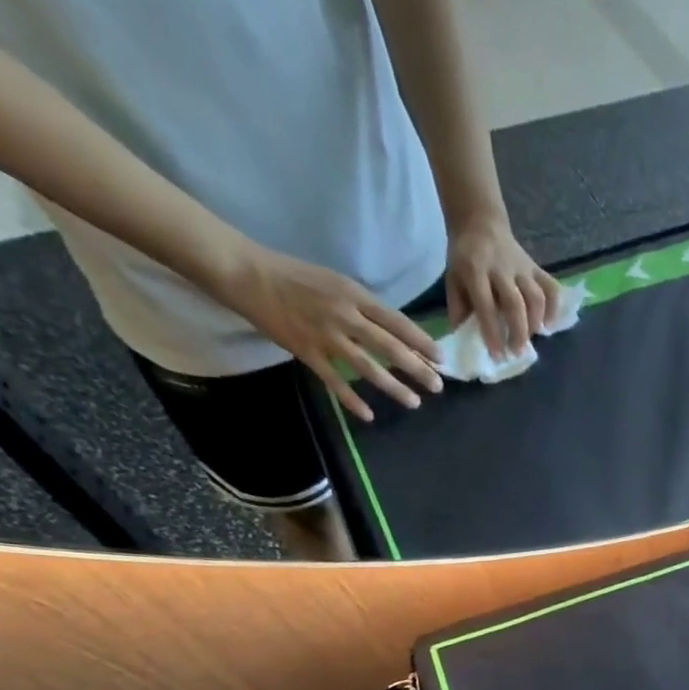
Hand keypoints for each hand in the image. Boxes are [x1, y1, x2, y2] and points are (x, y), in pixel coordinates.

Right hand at [210, 241, 442, 421]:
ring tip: (414, 402)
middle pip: (389, 347)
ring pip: (367, 367)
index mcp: (354, 295)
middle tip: (438, 386)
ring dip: (393, 387)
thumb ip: (366, 307)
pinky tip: (369, 415)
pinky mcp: (307, 352)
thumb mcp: (338, 283)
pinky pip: (334, 381)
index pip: (397, 322)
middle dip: (417, 369)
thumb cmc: (296, 276)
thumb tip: (398, 333)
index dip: (421, 342)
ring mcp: (326, 336)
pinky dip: (352, 400)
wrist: (248, 274)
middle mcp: (344, 316)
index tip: (441, 358)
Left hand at [446, 213, 561, 357]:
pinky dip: (554, 308)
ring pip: (536, 296)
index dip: (492, 332)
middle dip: (518, 331)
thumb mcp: (452, 279)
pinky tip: (549, 324)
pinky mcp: (536, 267)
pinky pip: (551, 287)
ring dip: (536, 322)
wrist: (480, 222)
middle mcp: (500, 268)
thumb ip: (459, 308)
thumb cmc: (465, 257)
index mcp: (475, 270)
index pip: (486, 305)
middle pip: (515, 303)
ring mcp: (522, 267)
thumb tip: (464, 340)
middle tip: (518, 352)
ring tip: (532, 338)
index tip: (498, 355)